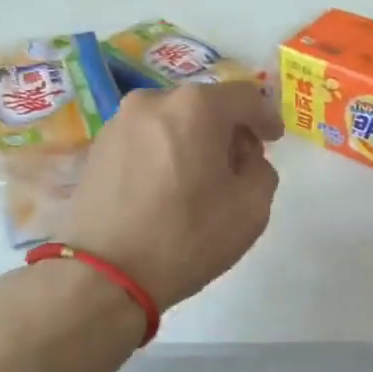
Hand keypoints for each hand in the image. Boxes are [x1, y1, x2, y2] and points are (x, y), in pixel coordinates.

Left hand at [58, 82, 282, 308]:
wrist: (102, 275)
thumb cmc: (185, 237)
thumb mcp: (251, 208)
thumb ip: (262, 170)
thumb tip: (245, 158)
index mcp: (196, 107)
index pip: (245, 96)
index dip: (266, 116)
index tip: (274, 139)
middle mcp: (153, 100)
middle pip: (206, 104)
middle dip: (228, 129)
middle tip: (239, 163)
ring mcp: (119, 121)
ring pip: (173, 119)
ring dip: (194, 139)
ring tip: (201, 178)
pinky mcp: (98, 146)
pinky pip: (147, 137)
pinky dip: (165, 151)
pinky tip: (168, 186)